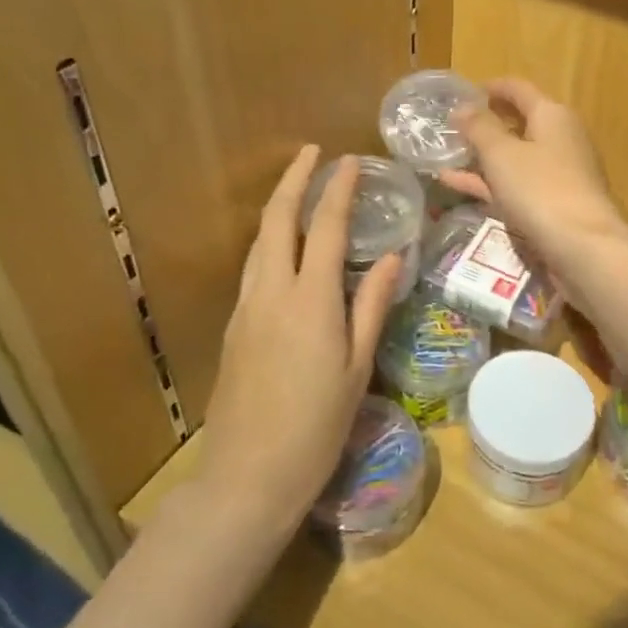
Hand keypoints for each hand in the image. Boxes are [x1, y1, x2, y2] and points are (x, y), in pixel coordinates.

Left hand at [193, 148, 403, 534]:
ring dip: (278, 208)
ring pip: (259, 241)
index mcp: (310, 299)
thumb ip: (372, 306)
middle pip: (278, 219)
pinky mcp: (234, 326)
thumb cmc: (316, 426)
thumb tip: (392, 257)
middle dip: (293, 179)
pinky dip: (270, 241)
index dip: (337, 189)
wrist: (248, 474)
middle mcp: (272, 291)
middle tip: (311, 153)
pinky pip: (253, 267)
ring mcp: (246, 307)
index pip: (325, 227)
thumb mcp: (357, 367)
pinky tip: (284, 248)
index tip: (349, 160)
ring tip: (298, 191)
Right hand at [439, 79, 627, 272]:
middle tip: (450, 127)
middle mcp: (560, 139)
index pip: (519, 89)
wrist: (583, 248)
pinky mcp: (554, 204)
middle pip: (519, 123)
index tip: (463, 92)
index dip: (492, 87)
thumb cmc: (540, 189)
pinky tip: (457, 185)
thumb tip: (463, 107)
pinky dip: (489, 182)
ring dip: (483, 156)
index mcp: (552, 116)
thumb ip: (479, 128)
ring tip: (446, 156)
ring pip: (515, 157)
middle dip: (485, 125)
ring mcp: (559, 174)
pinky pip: (516, 185)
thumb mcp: (501, 154)